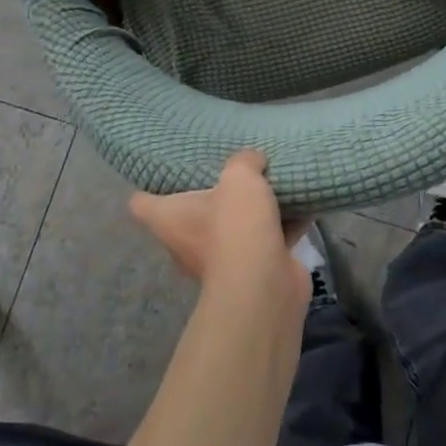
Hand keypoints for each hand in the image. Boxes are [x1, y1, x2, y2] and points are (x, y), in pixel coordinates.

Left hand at [129, 151, 308, 308]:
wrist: (265, 285)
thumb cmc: (235, 226)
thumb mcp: (238, 177)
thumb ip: (244, 162)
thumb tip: (252, 161)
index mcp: (171, 220)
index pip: (142, 204)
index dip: (149, 186)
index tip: (166, 168)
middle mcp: (189, 243)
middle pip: (193, 214)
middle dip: (214, 194)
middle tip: (232, 169)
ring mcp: (222, 260)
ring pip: (235, 226)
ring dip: (252, 210)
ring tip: (271, 180)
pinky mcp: (255, 269)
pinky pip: (269, 238)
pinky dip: (284, 224)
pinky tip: (303, 200)